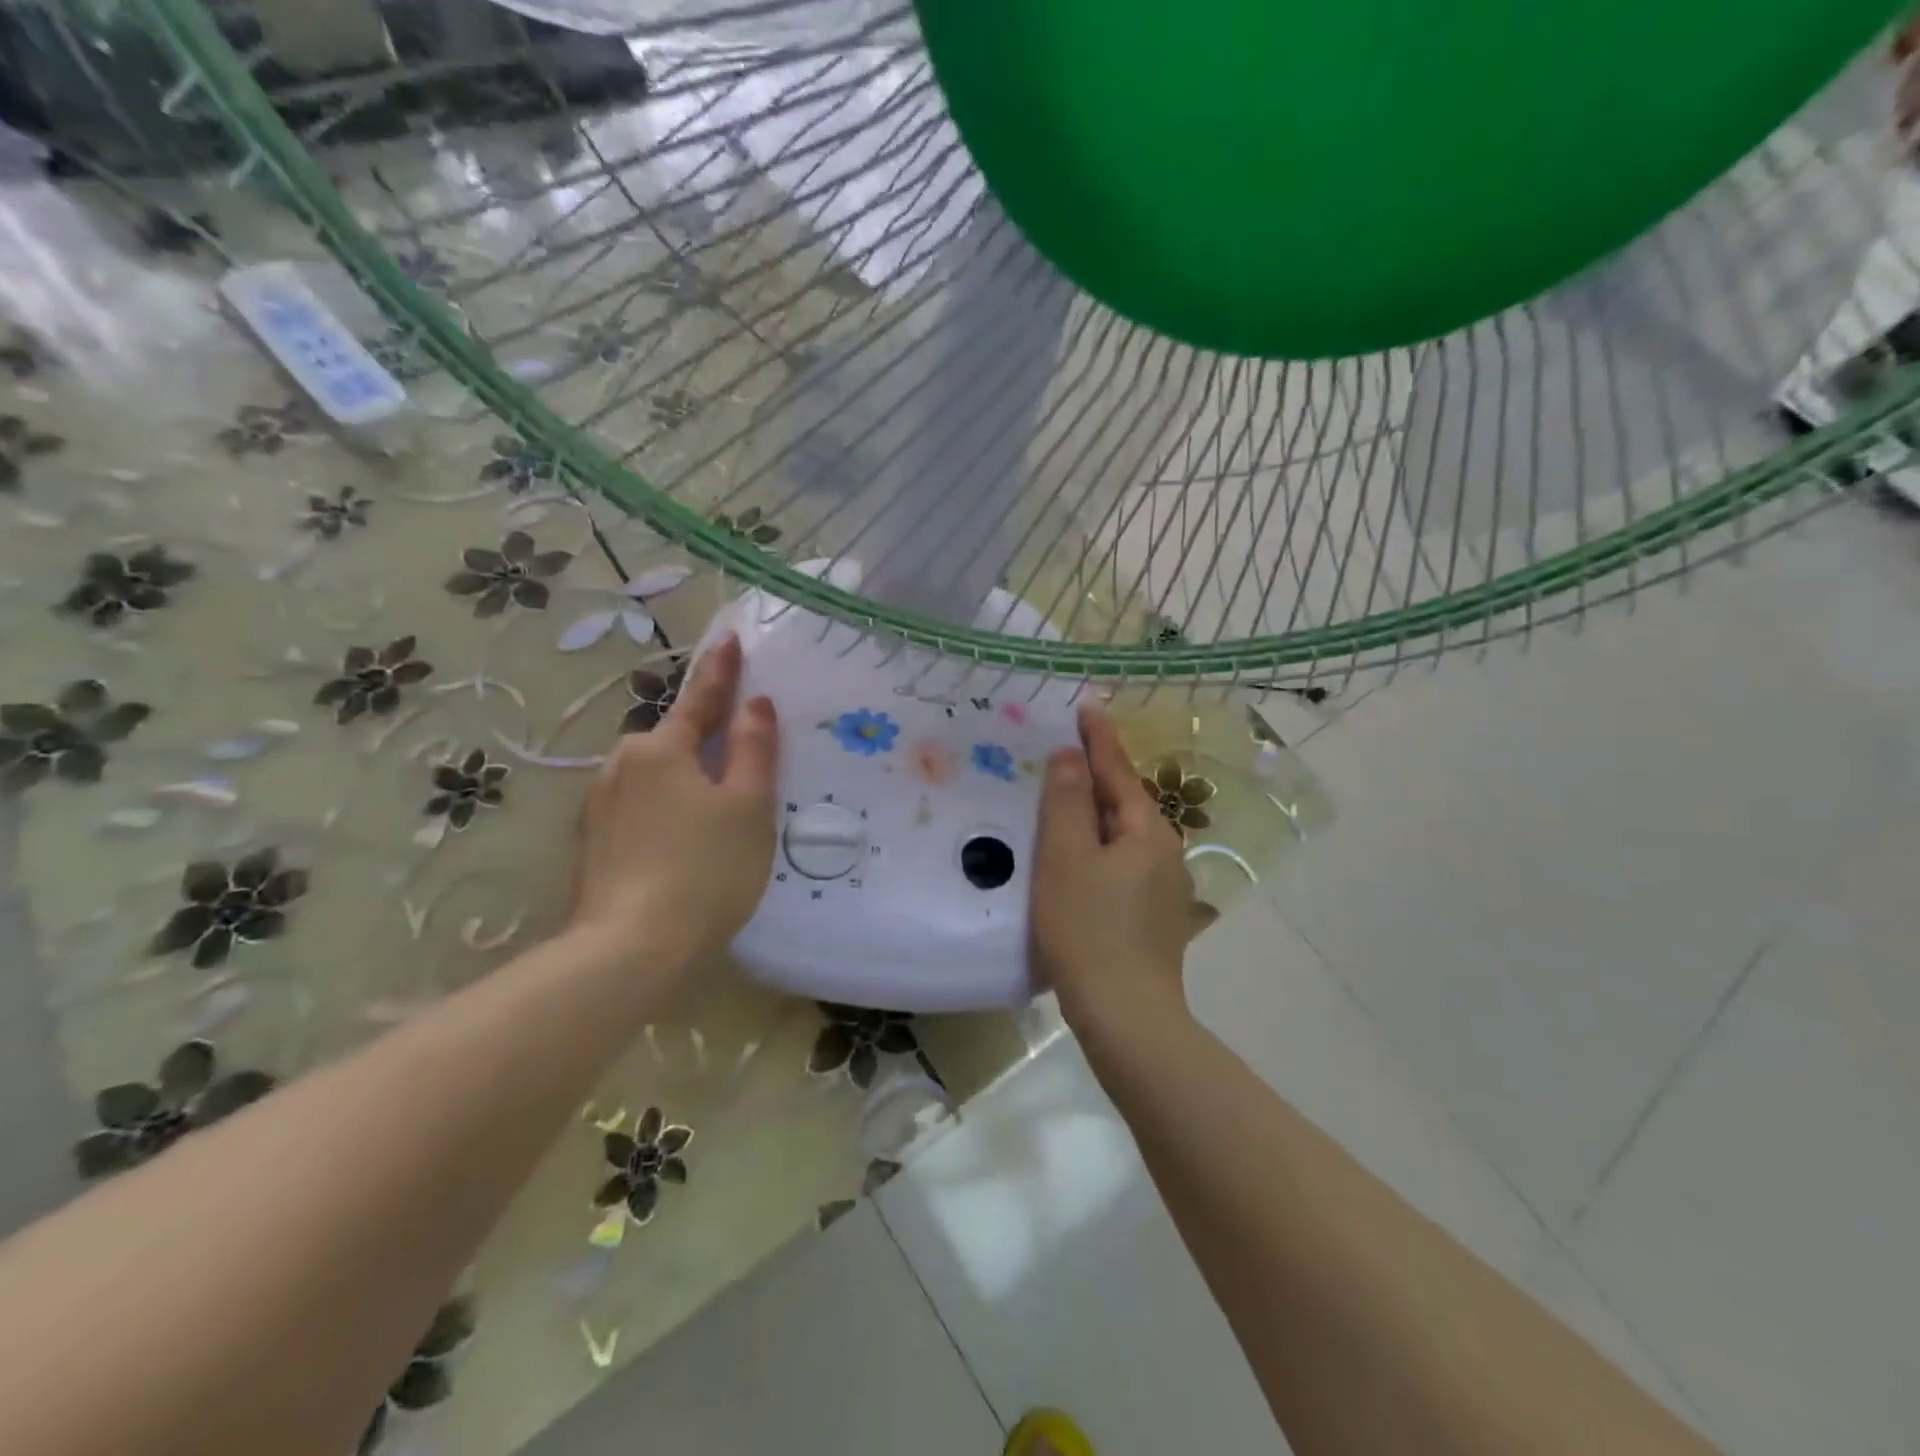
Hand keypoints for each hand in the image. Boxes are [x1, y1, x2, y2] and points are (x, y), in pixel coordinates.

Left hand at [567, 633, 777, 977]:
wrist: (630, 950)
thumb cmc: (705, 869)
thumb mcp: (748, 806)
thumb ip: (753, 748)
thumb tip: (754, 704)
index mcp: (661, 749)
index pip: (699, 698)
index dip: (720, 670)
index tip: (729, 638)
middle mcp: (622, 765)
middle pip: (673, 741)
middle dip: (702, 741)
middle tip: (737, 760)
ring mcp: (600, 805)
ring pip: (655, 776)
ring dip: (684, 780)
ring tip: (714, 814)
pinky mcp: (593, 842)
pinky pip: (639, 807)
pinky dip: (665, 810)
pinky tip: (682, 843)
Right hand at [1031, 703, 1207, 1029]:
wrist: (1127, 1017)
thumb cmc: (1088, 929)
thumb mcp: (1065, 858)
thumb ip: (1066, 802)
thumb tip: (1071, 756)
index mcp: (1148, 832)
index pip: (1118, 771)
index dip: (1099, 738)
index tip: (1086, 706)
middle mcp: (1165, 853)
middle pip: (1124, 803)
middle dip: (1096, 777)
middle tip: (1063, 754)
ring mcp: (1165, 889)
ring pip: (1123, 837)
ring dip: (1095, 816)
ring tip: (1063, 804)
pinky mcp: (1155, 919)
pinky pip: (1122, 866)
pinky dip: (1098, 851)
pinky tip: (1078, 863)